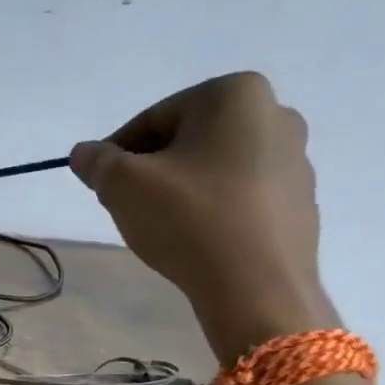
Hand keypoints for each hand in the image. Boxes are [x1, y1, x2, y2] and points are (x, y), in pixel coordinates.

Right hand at [71, 72, 338, 362]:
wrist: (257, 289)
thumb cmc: (189, 220)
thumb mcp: (124, 186)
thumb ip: (98, 162)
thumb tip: (84, 153)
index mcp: (235, 94)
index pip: (154, 118)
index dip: (118, 152)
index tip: (102, 184)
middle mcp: (276, 115)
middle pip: (188, 140)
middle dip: (153, 169)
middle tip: (128, 205)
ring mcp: (296, 161)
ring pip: (216, 168)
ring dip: (183, 189)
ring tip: (162, 227)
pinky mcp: (300, 203)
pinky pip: (242, 197)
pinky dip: (214, 210)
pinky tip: (197, 241)